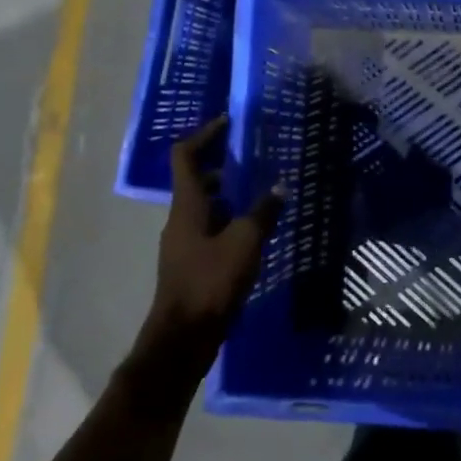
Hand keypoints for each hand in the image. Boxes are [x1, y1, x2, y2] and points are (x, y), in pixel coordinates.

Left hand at [133, 115, 283, 378]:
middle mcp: (181, 218)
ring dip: (230, 195)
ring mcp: (184, 243)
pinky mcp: (192, 264)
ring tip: (263, 192)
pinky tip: (256, 231)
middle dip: (224, 165)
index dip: (205, 134)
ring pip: (206, 206)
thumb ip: (263, 213)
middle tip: (255, 157)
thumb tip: (279, 187)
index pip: (186, 155)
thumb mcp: (245, 242)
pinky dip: (231, 221)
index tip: (228, 122)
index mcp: (187, 205)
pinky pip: (211, 230)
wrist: (183, 338)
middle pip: (197, 179)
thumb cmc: (210, 282)